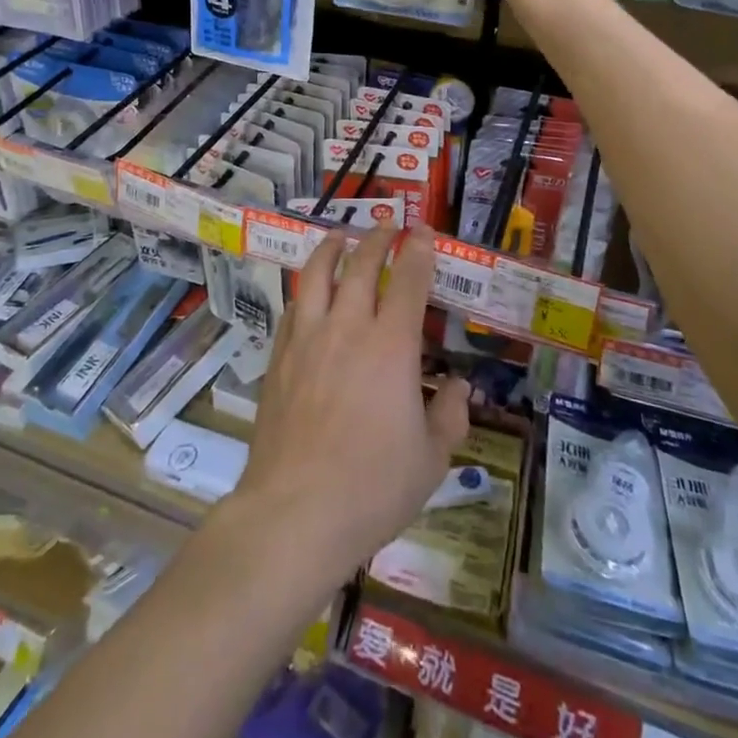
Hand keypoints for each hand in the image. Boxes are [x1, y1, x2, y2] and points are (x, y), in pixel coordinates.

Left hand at [232, 225, 470, 584]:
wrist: (295, 511)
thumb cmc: (372, 487)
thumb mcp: (431, 460)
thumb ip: (450, 416)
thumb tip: (459, 386)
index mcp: (391, 346)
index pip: (408, 280)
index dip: (418, 250)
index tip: (423, 231)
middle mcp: (348, 328)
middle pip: (361, 265)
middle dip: (377, 238)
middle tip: (387, 226)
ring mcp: (307, 339)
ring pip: (317, 275)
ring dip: (331, 248)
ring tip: (340, 236)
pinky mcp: (278, 358)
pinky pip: (293, 308)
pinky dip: (305, 290)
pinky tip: (308, 292)